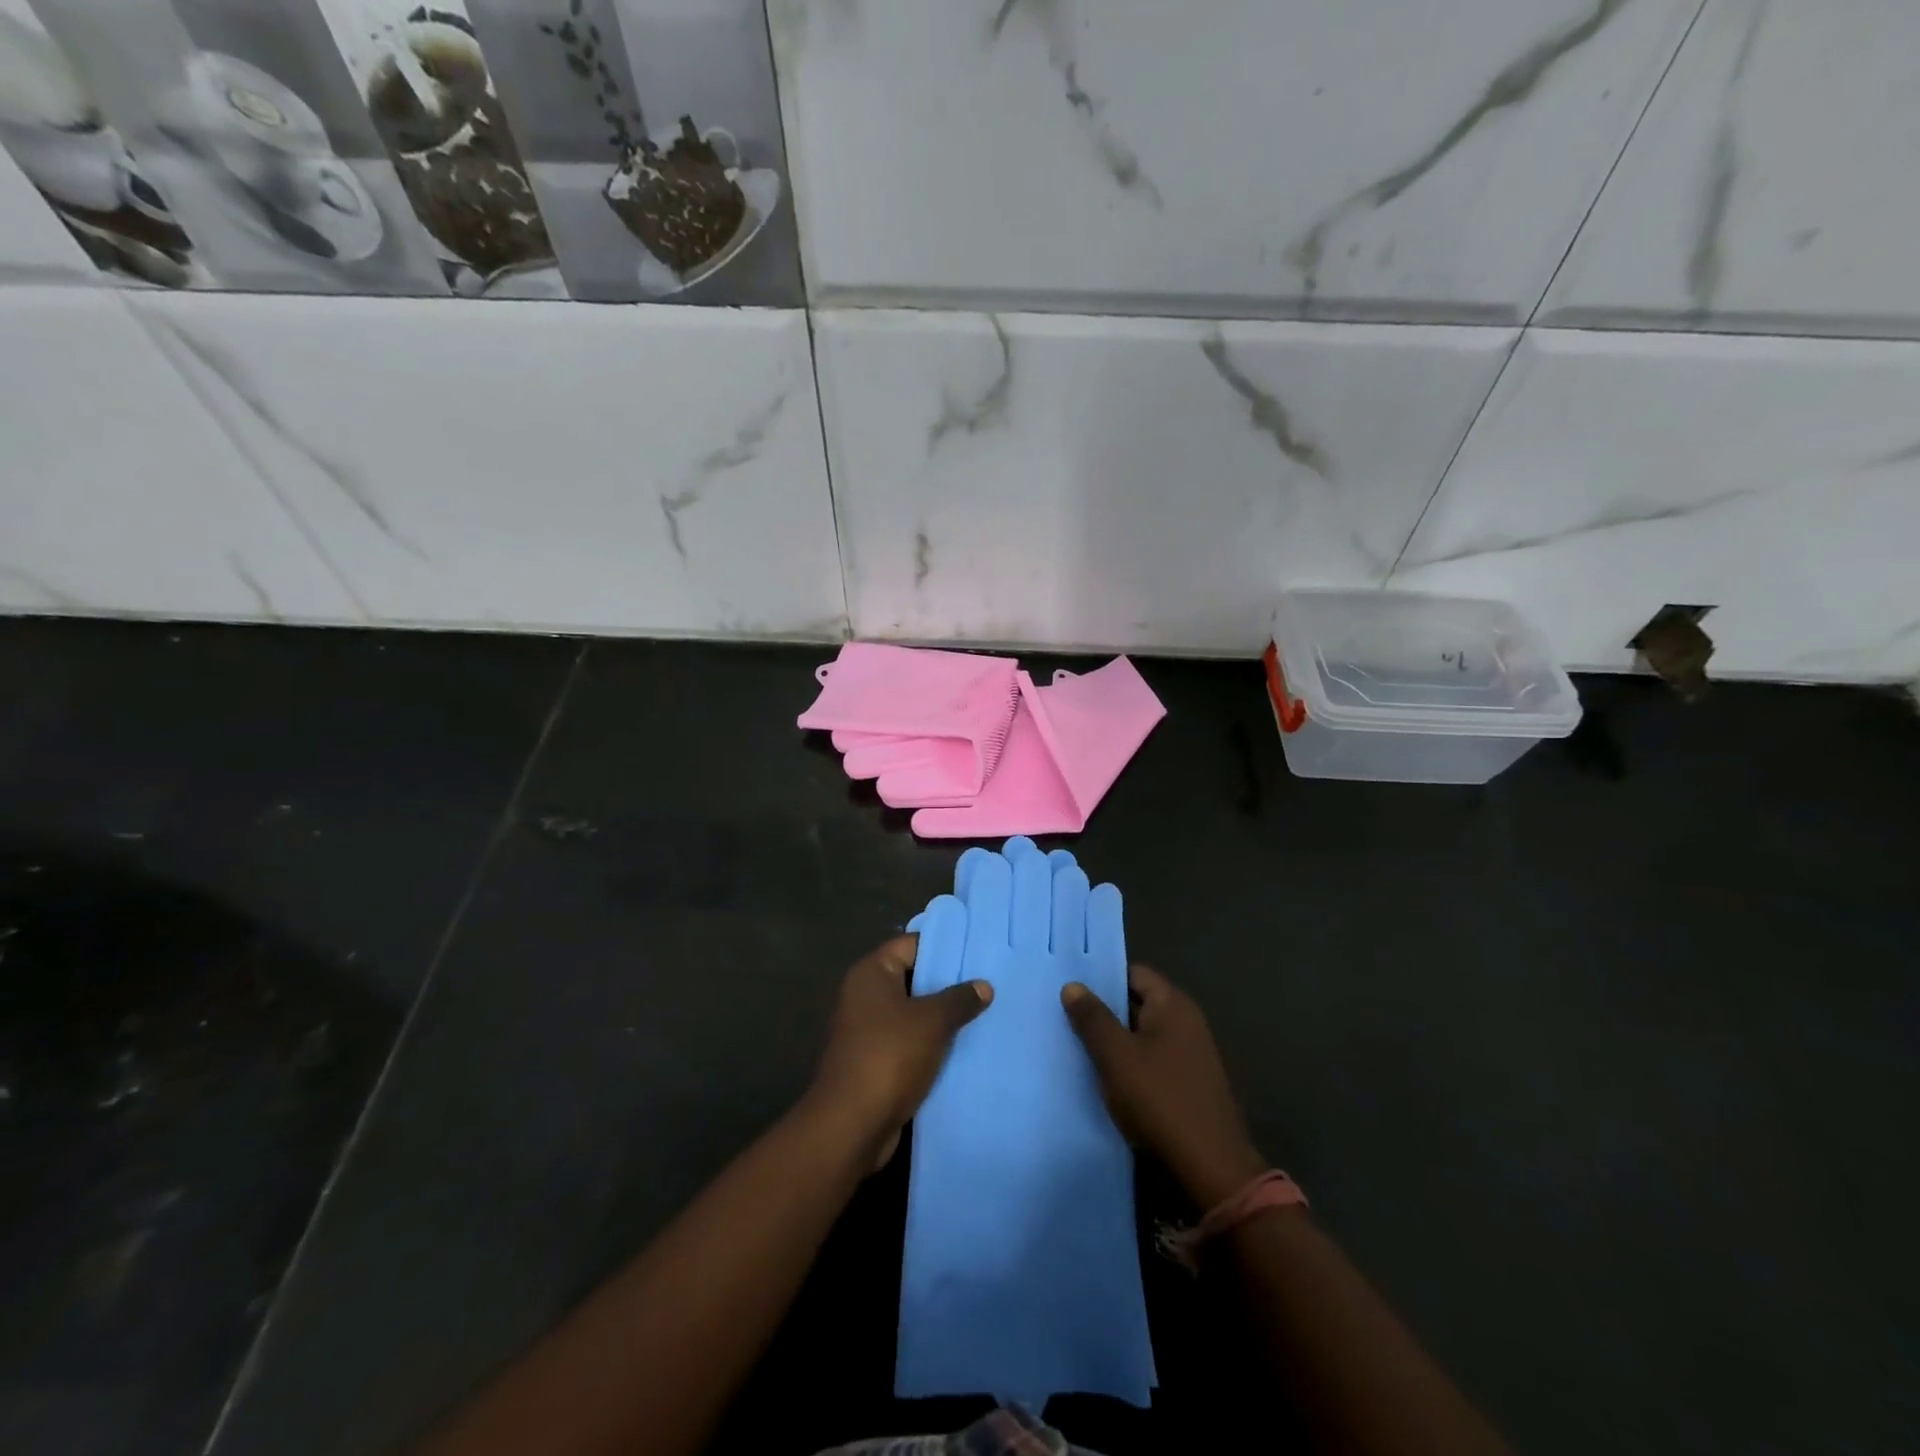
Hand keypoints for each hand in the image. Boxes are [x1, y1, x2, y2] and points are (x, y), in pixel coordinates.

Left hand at [809, 935, 991, 1168]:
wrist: (851, 1125)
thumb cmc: (889, 1056)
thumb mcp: (932, 1021)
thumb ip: (959, 999)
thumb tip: (983, 985)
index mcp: (871, 973)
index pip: (910, 944)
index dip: (943, 945)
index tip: (977, 950)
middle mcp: (865, 995)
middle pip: (912, 978)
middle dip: (947, 982)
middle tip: (988, 981)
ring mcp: (868, 1030)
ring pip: (913, 1013)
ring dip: (942, 1017)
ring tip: (984, 1012)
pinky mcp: (875, 1061)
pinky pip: (910, 1042)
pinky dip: (932, 1044)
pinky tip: (965, 1047)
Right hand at [1062, 965, 1265, 1209]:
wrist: (1210, 1168)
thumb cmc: (1160, 1099)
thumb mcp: (1116, 1056)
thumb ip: (1093, 1018)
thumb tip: (1073, 985)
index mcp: (1173, 1004)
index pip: (1133, 973)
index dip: (1102, 978)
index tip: (1070, 987)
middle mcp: (1186, 1021)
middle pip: (1138, 1002)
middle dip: (1104, 1009)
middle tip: (1064, 1015)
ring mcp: (1190, 1053)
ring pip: (1142, 1033)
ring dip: (1114, 1039)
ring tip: (1077, 1045)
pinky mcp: (1188, 1082)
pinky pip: (1152, 1059)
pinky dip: (1129, 1062)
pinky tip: (1105, 1077)